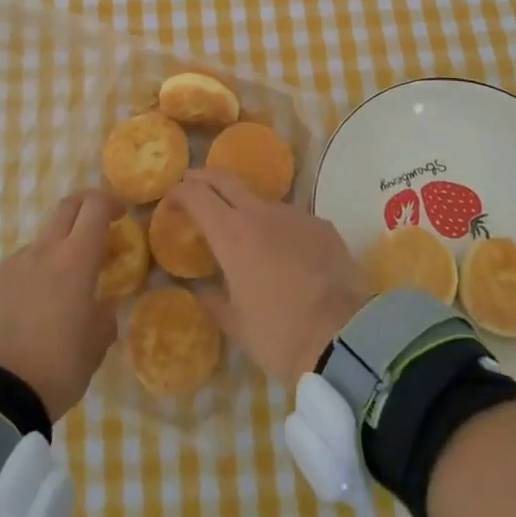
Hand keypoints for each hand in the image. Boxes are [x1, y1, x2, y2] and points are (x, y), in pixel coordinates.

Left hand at [0, 189, 122, 420]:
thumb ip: (104, 315)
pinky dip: (25, 283)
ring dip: (52, 257)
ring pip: (38, 246)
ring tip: (53, 299)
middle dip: (83, 209)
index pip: (95, 208)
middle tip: (93, 229)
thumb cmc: (58, 367)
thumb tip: (101, 305)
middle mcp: (42, 252)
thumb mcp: (97, 345)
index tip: (119, 215)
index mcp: (76, 260)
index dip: (109, 203)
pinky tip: (23, 318)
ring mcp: (10, 265)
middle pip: (65, 208)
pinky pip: (13, 272)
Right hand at [165, 170, 369, 382]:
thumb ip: (214, 301)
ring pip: (263, 203)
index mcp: (232, 235)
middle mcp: (261, 214)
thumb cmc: (279, 335)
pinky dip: (283, 233)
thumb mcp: (237, 325)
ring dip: (248, 212)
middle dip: (205, 178)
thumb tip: (203, 290)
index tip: (171, 200)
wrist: (344, 338)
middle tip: (193, 184)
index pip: (197, 196)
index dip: (180, 193)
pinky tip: (290, 259)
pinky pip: (294, 222)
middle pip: (226, 179)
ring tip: (250, 240)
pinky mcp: (323, 225)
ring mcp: (295, 215)